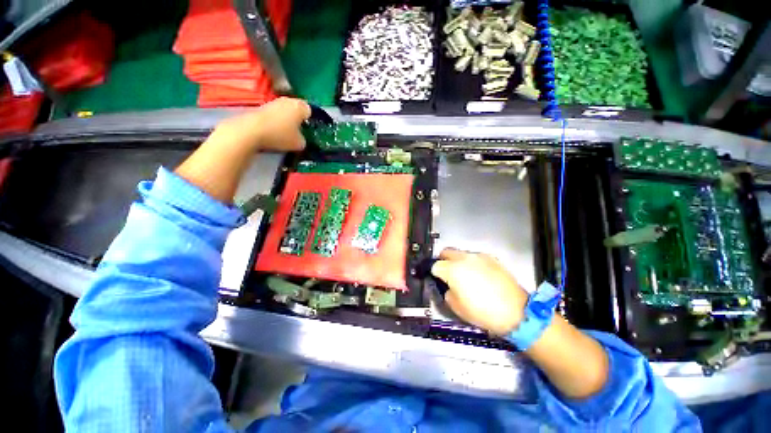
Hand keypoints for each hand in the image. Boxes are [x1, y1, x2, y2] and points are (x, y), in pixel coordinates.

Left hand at [214, 97, 310, 151]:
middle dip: (297, 119)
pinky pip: (273, 114)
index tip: (308, 130)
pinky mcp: (260, 107)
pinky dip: (274, 121)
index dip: (310, 120)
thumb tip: (301, 139)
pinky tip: (273, 132)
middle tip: (298, 132)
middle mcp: (287, 100)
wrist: (250, 131)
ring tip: (285, 133)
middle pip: (296, 109)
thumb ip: (303, 140)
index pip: (310, 111)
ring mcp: (272, 102)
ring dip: (285, 120)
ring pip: (284, 111)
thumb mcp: (299, 144)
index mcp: (300, 106)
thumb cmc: (280, 135)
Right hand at [431, 248, 528, 335]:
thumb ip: (446, 292)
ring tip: (465, 275)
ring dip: (457, 261)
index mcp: (452, 270)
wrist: (516, 312)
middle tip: (445, 272)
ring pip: (461, 253)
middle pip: (446, 252)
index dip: (433, 272)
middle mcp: (464, 258)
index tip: (436, 278)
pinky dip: (472, 263)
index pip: (435, 265)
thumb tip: (447, 286)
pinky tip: (479, 276)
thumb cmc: (483, 312)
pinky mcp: (492, 258)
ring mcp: (479, 257)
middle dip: (442, 260)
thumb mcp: (457, 307)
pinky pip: (475, 257)